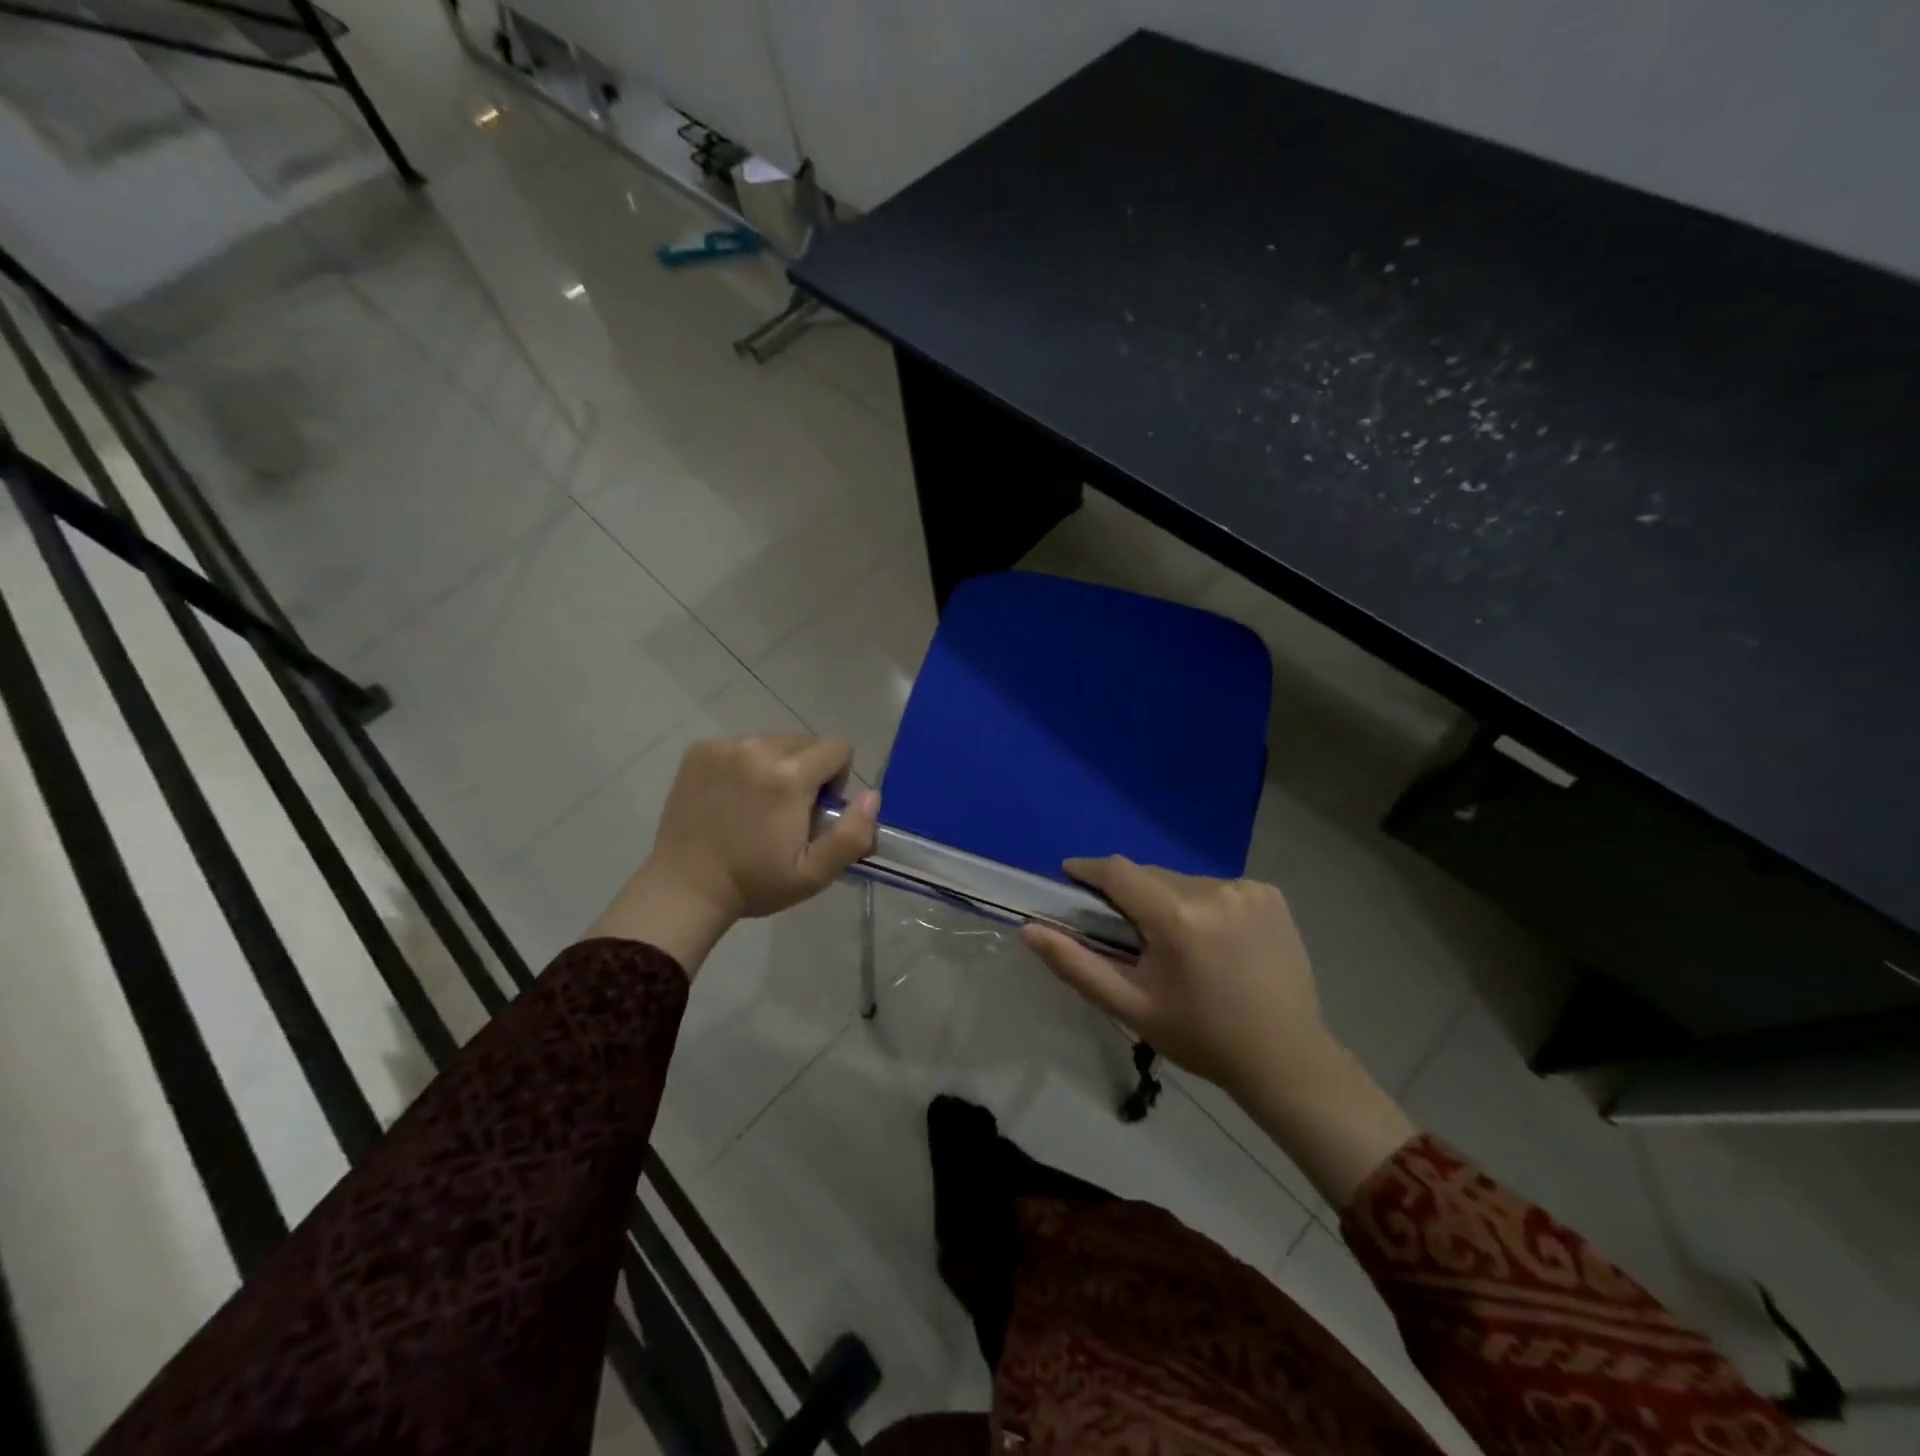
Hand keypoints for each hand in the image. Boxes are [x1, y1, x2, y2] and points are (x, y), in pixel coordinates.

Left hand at [587, 736, 879, 976]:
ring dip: (776, 766)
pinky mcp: (699, 751)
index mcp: (790, 776)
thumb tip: (871, 796)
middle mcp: (758, 749)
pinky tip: (731, 799)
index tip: (816, 811)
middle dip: (807, 771)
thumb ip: (853, 834)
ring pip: (773, 742)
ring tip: (757, 806)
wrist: (684, 889)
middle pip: (806, 742)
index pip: (838, 748)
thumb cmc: (755, 884)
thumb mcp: (814, 874)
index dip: (837, 779)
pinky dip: (745, 765)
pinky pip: (741, 746)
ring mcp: (724, 747)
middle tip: (787, 813)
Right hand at [1019, 858, 1333, 1103]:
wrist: (1285, 1059)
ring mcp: (1248, 889)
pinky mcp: (1271, 894)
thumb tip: (1028, 929)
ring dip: (1168, 900)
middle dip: (1131, 895)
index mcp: (1178, 917)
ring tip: (1176, 943)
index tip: (1070, 876)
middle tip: (1127, 932)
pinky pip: (1217, 887)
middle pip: (1151, 875)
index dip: (1089, 870)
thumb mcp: (1129, 1007)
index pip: (1119, 871)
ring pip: (1183, 881)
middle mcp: (1214, 890)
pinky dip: (1204, 904)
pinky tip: (1214, 940)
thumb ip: (1074, 964)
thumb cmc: (1199, 1037)